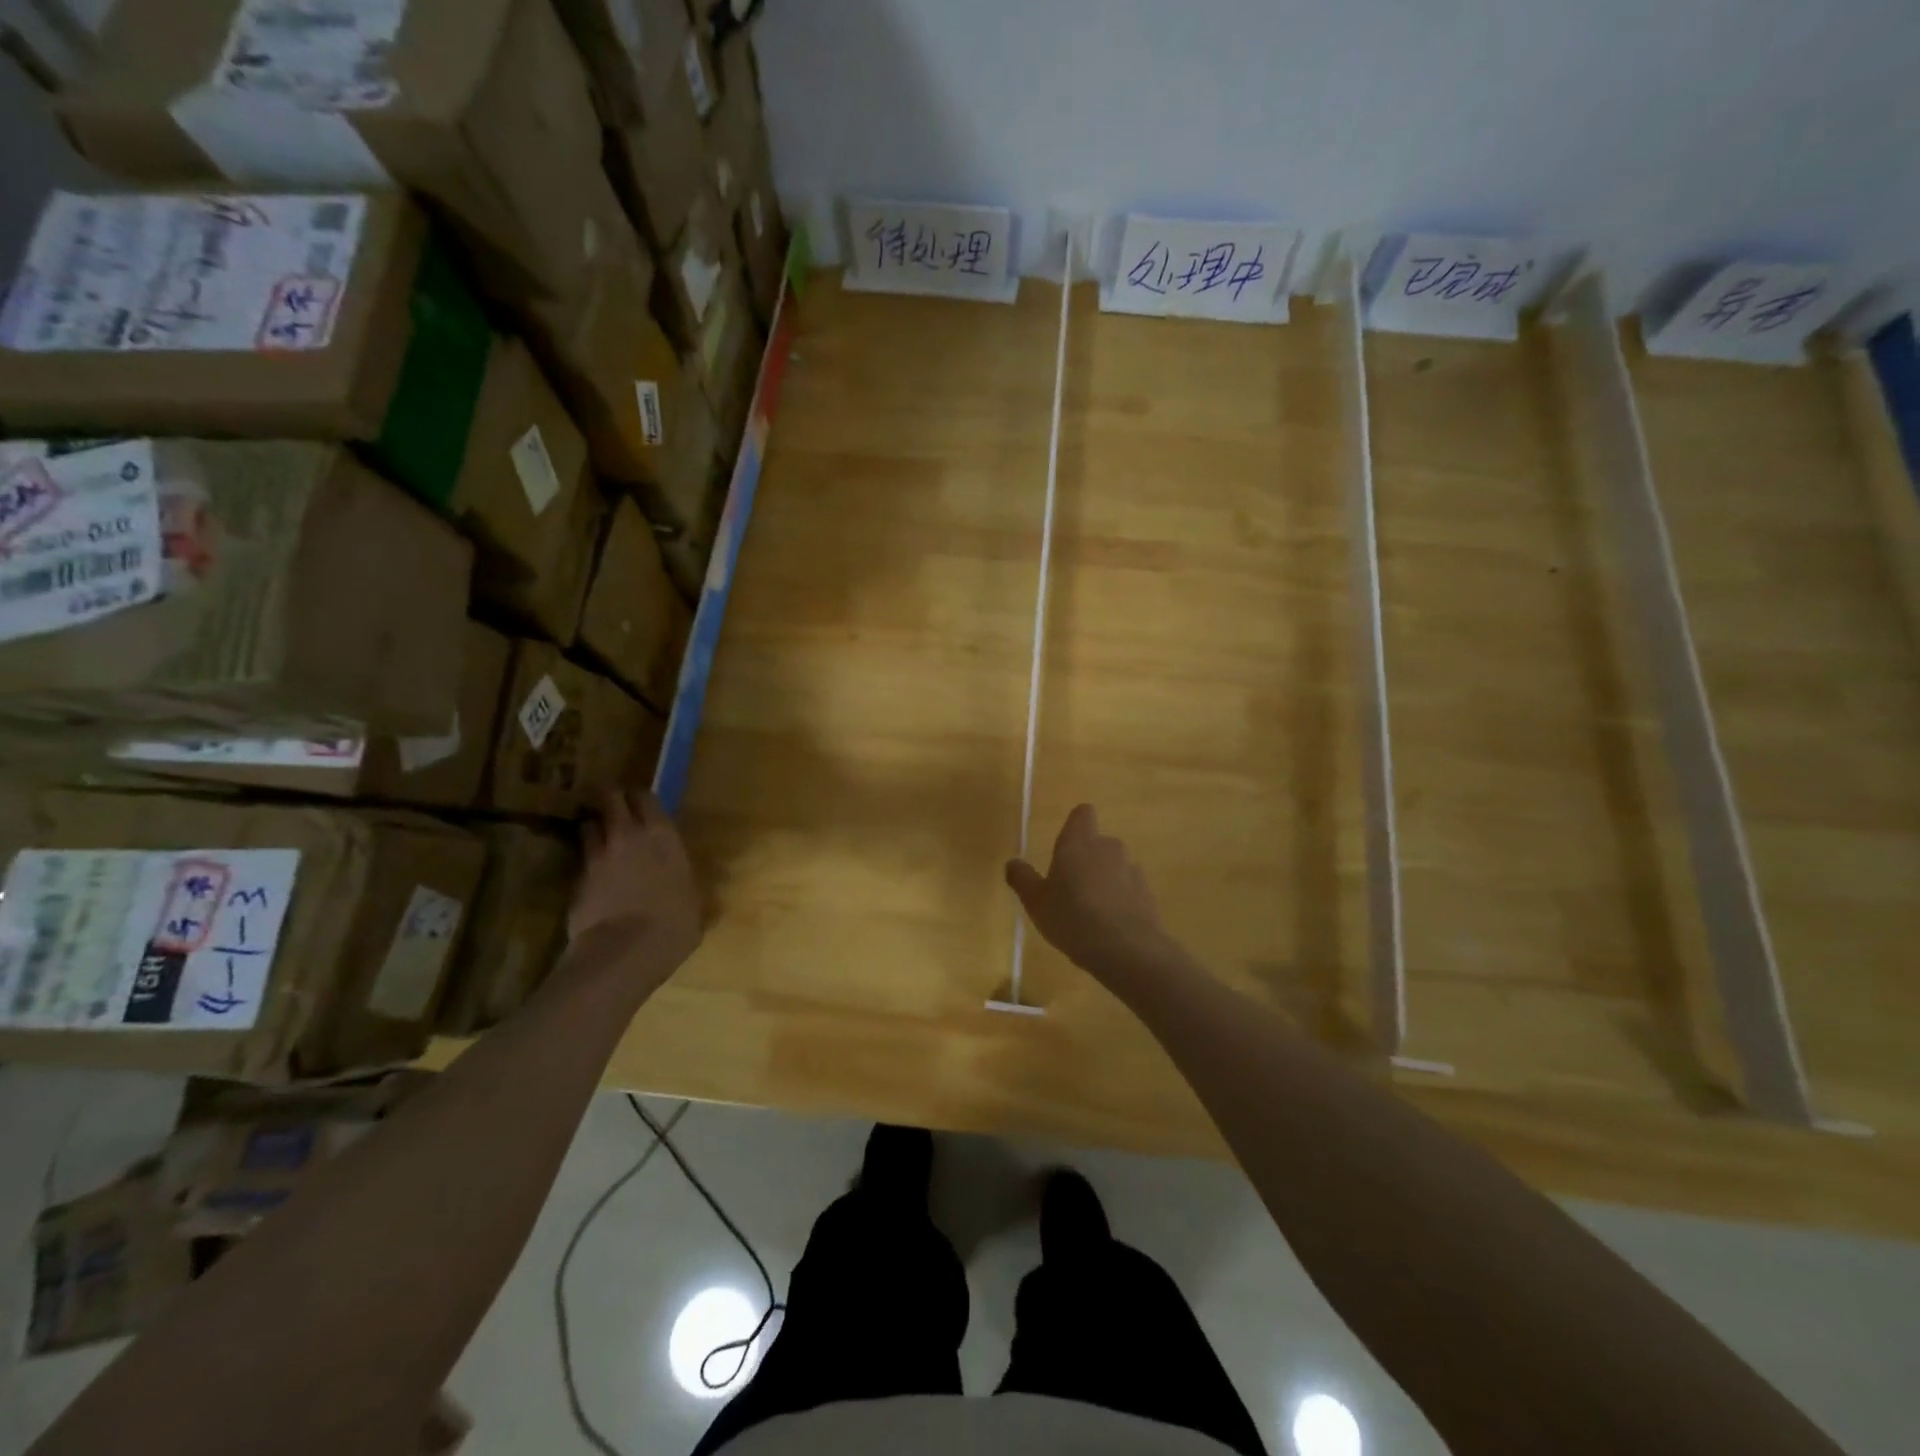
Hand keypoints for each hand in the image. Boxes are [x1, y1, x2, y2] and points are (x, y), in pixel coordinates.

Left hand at [566, 790, 703, 985]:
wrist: (622, 952)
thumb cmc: (673, 924)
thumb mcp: (695, 902)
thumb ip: (689, 884)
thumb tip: (695, 887)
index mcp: (662, 835)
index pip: (645, 797)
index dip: (641, 798)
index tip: (643, 804)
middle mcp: (628, 835)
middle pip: (611, 799)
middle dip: (611, 800)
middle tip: (616, 809)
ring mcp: (598, 855)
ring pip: (588, 824)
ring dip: (594, 827)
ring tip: (600, 837)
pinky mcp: (576, 879)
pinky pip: (581, 858)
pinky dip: (586, 859)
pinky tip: (593, 872)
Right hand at [1006, 805, 1174, 987]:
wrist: (1126, 949)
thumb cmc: (1072, 917)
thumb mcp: (1036, 901)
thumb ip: (1022, 878)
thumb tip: (1012, 862)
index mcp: (1079, 842)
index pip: (1082, 814)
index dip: (1075, 825)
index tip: (1064, 847)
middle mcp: (1109, 847)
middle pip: (1098, 843)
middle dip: (1087, 859)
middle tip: (1070, 888)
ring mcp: (1132, 869)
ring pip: (1115, 866)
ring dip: (1105, 880)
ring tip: (1090, 912)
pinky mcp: (1148, 893)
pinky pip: (1130, 889)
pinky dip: (1121, 900)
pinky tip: (1110, 926)